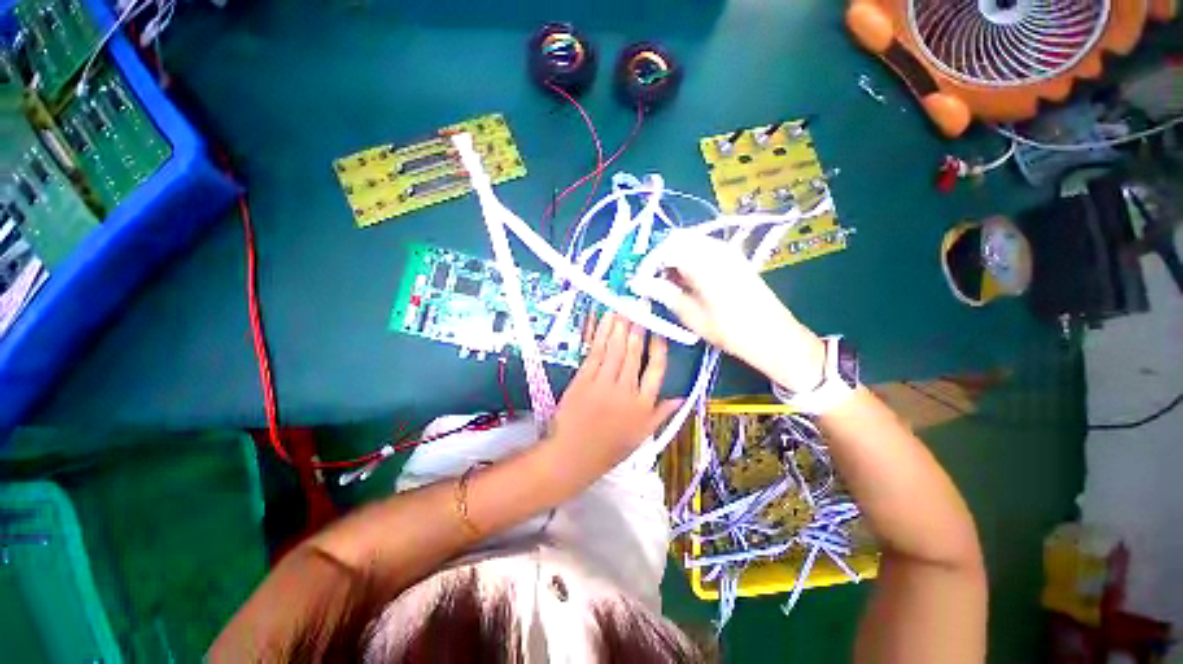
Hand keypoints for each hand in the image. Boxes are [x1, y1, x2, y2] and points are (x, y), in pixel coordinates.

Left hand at [546, 313, 680, 479]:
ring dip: (621, 326)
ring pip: (615, 349)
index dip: (658, 348)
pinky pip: (595, 353)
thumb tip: (681, 397)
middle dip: (639, 328)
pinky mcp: (583, 379)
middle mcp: (626, 391)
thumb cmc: (609, 449)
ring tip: (626, 308)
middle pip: (634, 354)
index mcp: (643, 405)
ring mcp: (603, 383)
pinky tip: (606, 321)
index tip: (659, 332)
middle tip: (641, 308)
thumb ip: (662, 414)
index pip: (656, 370)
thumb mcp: (642, 436)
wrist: (573, 456)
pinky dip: (602, 334)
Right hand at [639, 232, 825, 391]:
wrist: (774, 336)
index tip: (639, 280)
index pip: (666, 249)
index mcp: (704, 260)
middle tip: (651, 281)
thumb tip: (640, 283)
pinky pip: (703, 250)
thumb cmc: (730, 330)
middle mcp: (716, 248)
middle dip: (660, 258)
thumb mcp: (691, 314)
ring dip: (674, 259)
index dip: (648, 263)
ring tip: (667, 284)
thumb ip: (664, 292)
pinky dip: (689, 261)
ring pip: (690, 244)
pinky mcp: (734, 258)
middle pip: (678, 240)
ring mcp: (727, 251)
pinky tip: (686, 281)